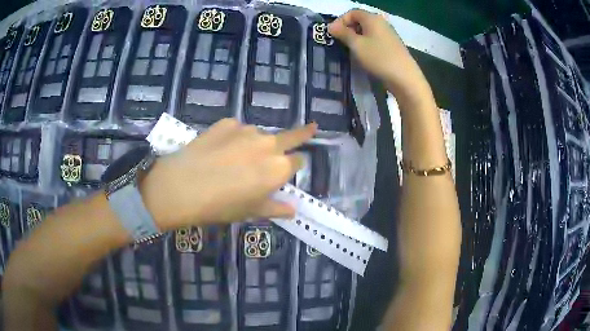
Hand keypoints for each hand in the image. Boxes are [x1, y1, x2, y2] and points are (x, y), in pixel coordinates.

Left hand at [141, 119, 316, 229]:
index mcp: (278, 168)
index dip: (295, 166)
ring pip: (260, 135)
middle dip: (303, 134)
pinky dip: (234, 138)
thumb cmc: (220, 206)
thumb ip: (276, 208)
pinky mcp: (227, 123)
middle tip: (311, 129)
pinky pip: (238, 130)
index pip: (299, 161)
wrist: (181, 187)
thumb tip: (293, 210)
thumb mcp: (251, 212)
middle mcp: (268, 144)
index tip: (288, 171)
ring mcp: (246, 130)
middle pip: (291, 136)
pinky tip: (219, 150)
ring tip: (235, 159)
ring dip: (256, 144)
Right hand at [329, 10, 432, 104]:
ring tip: (350, 50)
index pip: (352, 12)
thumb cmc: (379, 58)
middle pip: (360, 20)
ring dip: (356, 38)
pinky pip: (375, 40)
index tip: (333, 34)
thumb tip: (331, 26)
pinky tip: (364, 55)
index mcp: (372, 18)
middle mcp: (381, 23)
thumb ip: (342, 33)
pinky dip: (366, 44)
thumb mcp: (356, 45)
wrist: (405, 78)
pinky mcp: (392, 46)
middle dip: (348, 29)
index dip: (340, 20)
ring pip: (367, 31)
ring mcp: (389, 34)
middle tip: (340, 42)